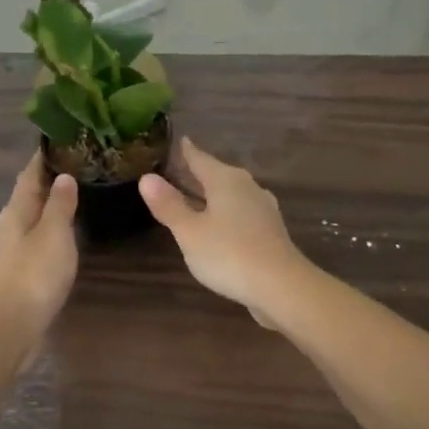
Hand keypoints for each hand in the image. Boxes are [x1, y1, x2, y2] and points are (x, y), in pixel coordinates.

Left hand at [0, 156, 78, 353]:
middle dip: (50, 177)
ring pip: (33, 216)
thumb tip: (63, 176)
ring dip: (51, 203)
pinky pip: (36, 237)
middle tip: (79, 163)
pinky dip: (51, 226)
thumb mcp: (54, 234)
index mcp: (16, 210)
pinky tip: (66, 231)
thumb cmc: (33, 276)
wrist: (8, 328)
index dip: (44, 156)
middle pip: (30, 193)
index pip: (30, 173)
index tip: (63, 138)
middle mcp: (10, 224)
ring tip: (77, 192)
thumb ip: (60, 204)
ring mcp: (12, 249)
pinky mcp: (18, 270)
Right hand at [139, 139, 314, 331]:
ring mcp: (262, 208)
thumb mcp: (189, 231)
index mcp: (225, 180)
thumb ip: (168, 205)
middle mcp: (246, 187)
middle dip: (197, 173)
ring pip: (230, 193)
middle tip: (176, 170)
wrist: (282, 286)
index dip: (186, 151)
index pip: (200, 158)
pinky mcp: (269, 230)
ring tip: (193, 197)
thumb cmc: (229, 254)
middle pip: (217, 174)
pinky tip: (219, 224)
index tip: (178, 142)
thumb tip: (146, 177)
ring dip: (211, 194)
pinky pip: (240, 211)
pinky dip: (224, 212)